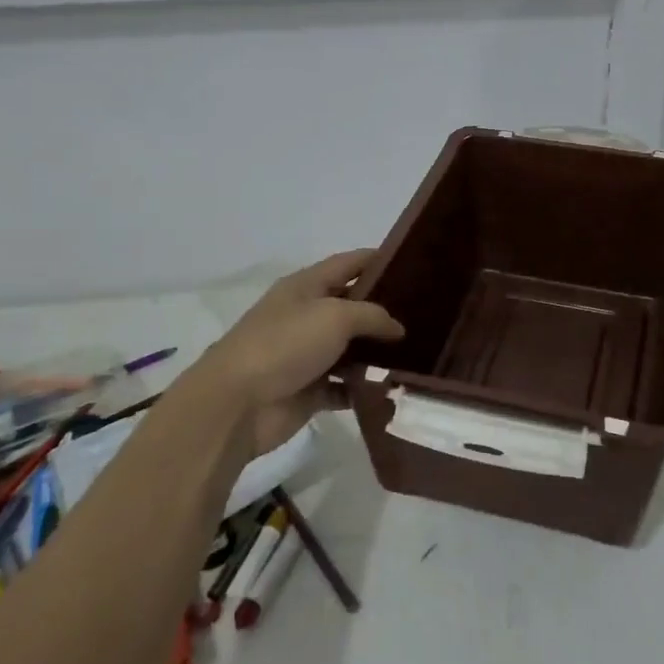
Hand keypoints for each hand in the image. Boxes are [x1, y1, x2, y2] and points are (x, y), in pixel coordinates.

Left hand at [196, 250, 404, 455]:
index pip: (347, 263)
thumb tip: (397, 327)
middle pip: (352, 306)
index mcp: (306, 287)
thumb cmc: (285, 345)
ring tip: (419, 352)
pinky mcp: (309, 390)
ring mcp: (307, 355)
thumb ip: (372, 316)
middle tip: (426, 313)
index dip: (377, 259)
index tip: (413, 262)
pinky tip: (393, 387)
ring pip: (352, 349)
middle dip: (385, 309)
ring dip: (378, 352)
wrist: (237, 404)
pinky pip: (345, 386)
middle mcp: (306, 316)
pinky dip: (365, 388)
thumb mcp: (335, 316)